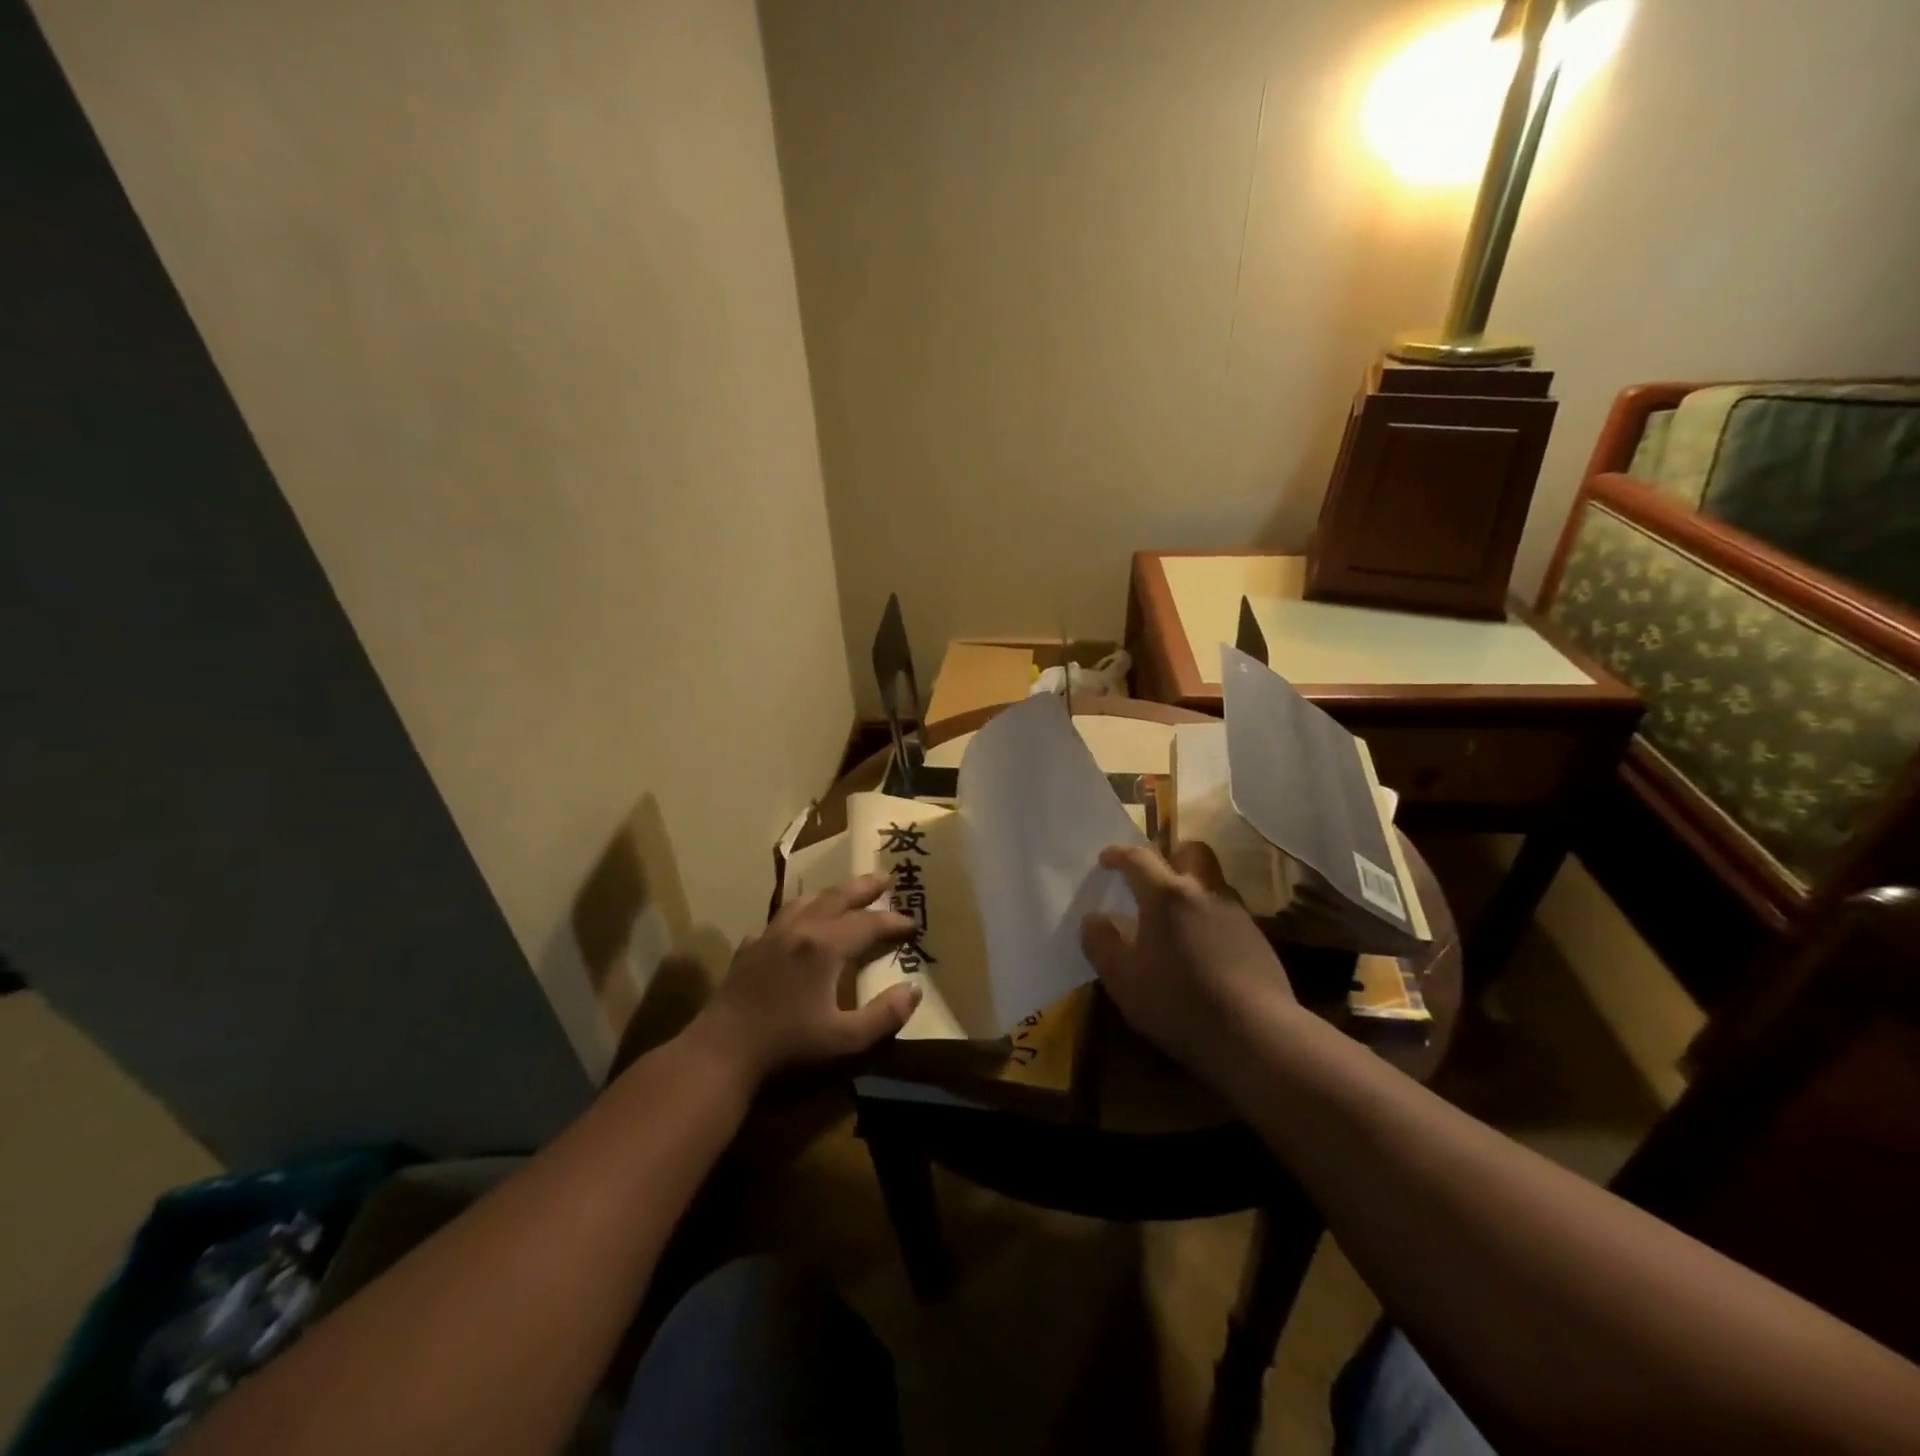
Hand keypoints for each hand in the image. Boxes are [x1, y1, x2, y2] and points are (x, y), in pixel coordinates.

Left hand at [694, 874, 921, 1081]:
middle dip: (863, 888)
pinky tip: (795, 926)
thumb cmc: (786, 1049)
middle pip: (836, 897)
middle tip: (885, 878)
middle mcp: (798, 930)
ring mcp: (769, 937)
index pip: (868, 924)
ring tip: (844, 893)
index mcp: (825, 947)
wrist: (719, 1056)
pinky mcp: (747, 950)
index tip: (913, 924)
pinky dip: (796, 914)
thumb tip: (913, 990)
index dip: (893, 922)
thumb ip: (884, 1016)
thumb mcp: (845, 1041)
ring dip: (830, 894)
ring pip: (804, 901)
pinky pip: (777, 920)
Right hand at [1080, 843, 1296, 1071]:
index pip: (1138, 858)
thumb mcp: (1123, 979)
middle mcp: (1204, 892)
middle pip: (1190, 852)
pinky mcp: (1258, 940)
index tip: (1106, 860)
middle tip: (1152, 879)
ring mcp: (1236, 914)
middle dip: (1170, 856)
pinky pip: (1226, 914)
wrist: (1256, 1035)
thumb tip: (1094, 919)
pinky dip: (1209, 920)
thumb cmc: (1178, 1001)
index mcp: (1166, 895)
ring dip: (1192, 891)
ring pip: (1211, 884)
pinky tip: (1202, 950)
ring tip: (1176, 921)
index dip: (1119, 855)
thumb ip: (1101, 943)